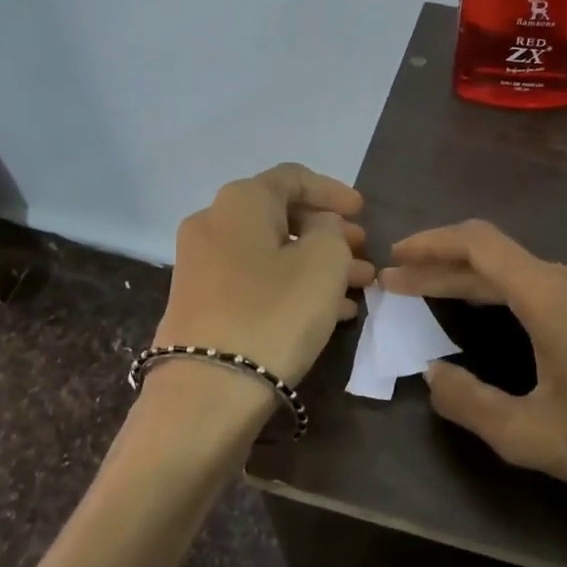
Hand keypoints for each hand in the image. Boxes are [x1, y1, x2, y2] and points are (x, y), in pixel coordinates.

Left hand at [155, 163, 375, 386]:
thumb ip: (331, 231)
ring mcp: (202, 266)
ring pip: (272, 253)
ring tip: (358, 287)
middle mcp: (213, 224)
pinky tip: (329, 312)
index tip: (363, 212)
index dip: (333, 191)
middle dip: (328, 234)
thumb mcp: (323, 262)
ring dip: (316, 265)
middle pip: (281, 216)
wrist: (207, 389)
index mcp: (240, 201)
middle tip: (364, 253)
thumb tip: (319, 229)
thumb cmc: (274, 313)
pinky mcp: (202, 304)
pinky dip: (292, 287)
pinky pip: (256, 282)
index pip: (293, 177)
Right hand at [380, 221, 566, 566]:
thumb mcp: (529, 435)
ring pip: (525, 273)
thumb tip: (431, 375)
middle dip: (443, 268)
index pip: (479, 244)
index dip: (431, 244)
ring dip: (476, 282)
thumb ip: (468, 402)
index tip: (396, 256)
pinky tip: (497, 316)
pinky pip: (552, 288)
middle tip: (399, 284)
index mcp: (552, 295)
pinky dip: (510, 294)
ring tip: (436, 298)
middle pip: (497, 258)